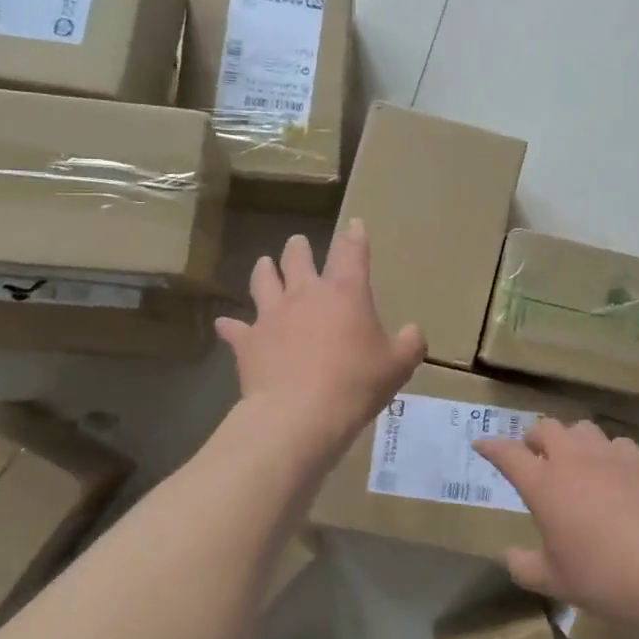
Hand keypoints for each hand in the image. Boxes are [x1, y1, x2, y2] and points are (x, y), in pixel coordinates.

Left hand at [216, 220, 425, 457]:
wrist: (299, 414)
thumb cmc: (355, 384)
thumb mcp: (398, 366)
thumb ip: (409, 343)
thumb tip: (413, 331)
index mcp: (345, 293)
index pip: (351, 252)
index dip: (354, 236)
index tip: (354, 224)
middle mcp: (306, 294)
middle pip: (297, 258)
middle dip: (299, 247)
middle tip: (298, 242)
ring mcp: (272, 315)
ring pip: (263, 280)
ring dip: (264, 270)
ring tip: (264, 264)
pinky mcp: (248, 340)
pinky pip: (235, 328)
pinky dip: (231, 326)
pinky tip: (226, 324)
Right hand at [474, 419, 638, 626]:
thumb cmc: (605, 577)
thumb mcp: (555, 581)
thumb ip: (524, 566)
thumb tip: (507, 555)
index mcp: (544, 485)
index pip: (508, 454)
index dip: (491, 447)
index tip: (481, 444)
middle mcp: (573, 459)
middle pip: (545, 428)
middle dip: (534, 438)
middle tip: (534, 455)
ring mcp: (610, 455)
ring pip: (582, 429)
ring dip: (571, 440)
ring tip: (575, 460)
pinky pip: (616, 444)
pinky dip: (607, 453)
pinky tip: (614, 473)